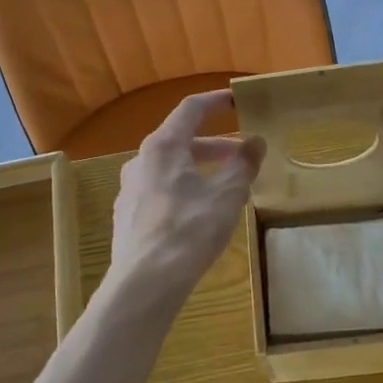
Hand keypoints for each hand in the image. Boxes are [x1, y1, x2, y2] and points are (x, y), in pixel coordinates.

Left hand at [110, 90, 265, 298]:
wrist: (145, 282)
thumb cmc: (189, 230)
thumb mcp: (226, 195)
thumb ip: (243, 164)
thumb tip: (256, 141)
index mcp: (163, 146)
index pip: (190, 109)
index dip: (215, 102)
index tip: (236, 100)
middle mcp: (140, 160)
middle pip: (179, 141)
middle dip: (214, 146)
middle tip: (240, 155)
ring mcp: (129, 189)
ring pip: (169, 168)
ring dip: (198, 169)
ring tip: (223, 187)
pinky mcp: (127, 216)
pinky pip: (159, 191)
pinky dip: (182, 190)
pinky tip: (197, 214)